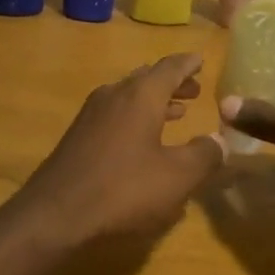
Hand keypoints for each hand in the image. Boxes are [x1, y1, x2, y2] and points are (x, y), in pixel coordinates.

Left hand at [14, 52, 225, 251]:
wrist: (54, 215)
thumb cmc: (123, 190)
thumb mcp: (176, 177)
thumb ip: (204, 155)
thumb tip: (221, 140)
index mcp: (141, 95)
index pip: (170, 67)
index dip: (188, 63)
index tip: (201, 59)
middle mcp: (115, 94)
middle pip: (147, 78)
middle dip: (172, 83)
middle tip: (195, 89)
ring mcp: (92, 114)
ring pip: (129, 96)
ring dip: (154, 101)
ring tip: (177, 111)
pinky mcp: (78, 136)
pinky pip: (115, 114)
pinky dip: (136, 117)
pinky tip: (143, 139)